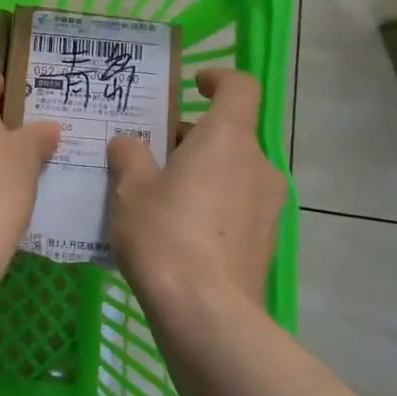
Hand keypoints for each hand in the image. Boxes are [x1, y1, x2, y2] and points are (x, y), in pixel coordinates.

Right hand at [106, 68, 286, 314]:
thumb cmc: (166, 235)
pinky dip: (212, 205)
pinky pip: (237, 206)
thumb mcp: (131, 189)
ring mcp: (268, 207)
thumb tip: (129, 144)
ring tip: (158, 198)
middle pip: (230, 133)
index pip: (240, 87)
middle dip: (193, 137)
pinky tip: (177, 234)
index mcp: (228, 139)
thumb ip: (130, 156)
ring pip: (233, 171)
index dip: (218, 78)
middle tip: (151, 156)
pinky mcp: (265, 242)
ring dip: (202, 173)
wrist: (208, 316)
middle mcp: (258, 165)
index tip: (192, 86)